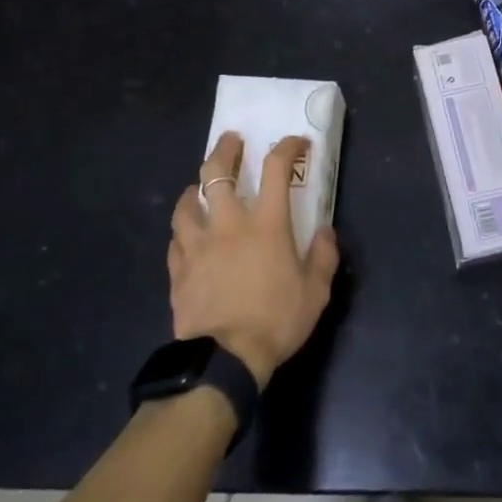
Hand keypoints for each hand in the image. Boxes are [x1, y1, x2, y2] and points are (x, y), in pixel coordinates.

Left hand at [169, 131, 340, 387]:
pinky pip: (175, 240)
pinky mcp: (178, 270)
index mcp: (266, 224)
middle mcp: (229, 224)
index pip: (276, 169)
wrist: (225, 359)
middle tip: (232, 141)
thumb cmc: (276, 320)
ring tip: (199, 187)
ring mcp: (198, 245)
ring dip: (195, 189)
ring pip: (187, 203)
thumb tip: (325, 232)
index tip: (296, 143)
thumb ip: (323, 256)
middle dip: (225, 150)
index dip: (287, 148)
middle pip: (217, 172)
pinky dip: (183, 230)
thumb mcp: (315, 292)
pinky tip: (186, 234)